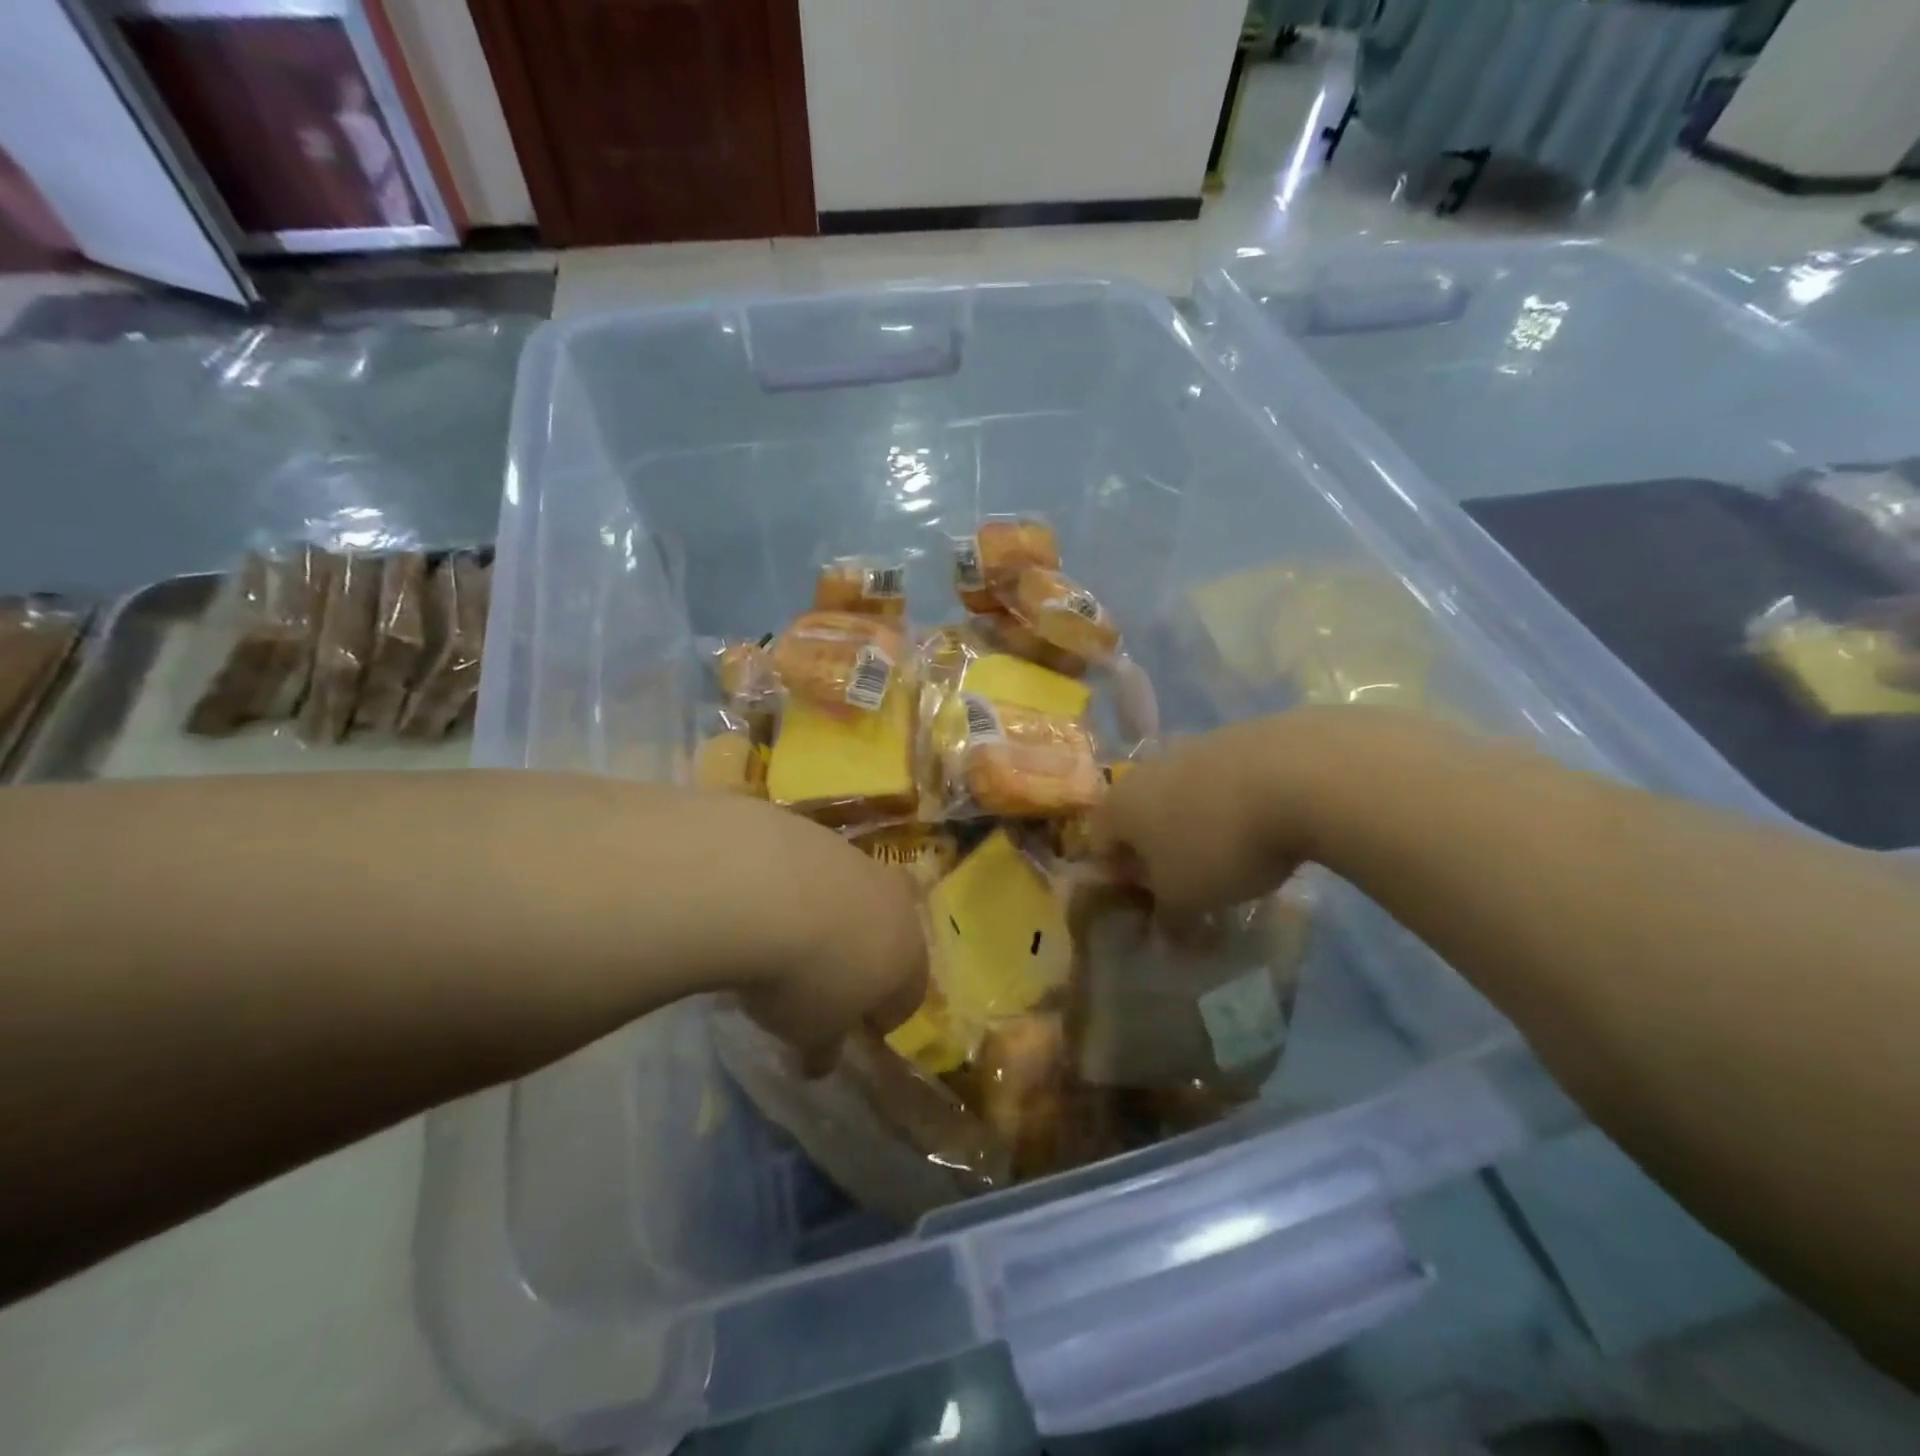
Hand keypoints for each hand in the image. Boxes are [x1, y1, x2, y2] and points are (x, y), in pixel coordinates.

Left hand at [711, 797, 929, 1070]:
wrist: (764, 887)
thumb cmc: (804, 977)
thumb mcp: (811, 1030)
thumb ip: (823, 1046)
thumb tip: (820, 1062)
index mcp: (908, 957)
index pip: (908, 997)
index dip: (881, 1017)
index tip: (850, 1029)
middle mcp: (894, 902)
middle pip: (889, 934)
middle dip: (865, 956)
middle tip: (825, 979)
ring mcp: (858, 860)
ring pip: (853, 894)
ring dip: (831, 915)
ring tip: (786, 938)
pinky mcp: (818, 831)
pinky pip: (815, 868)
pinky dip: (797, 885)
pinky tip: (763, 902)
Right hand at [1092, 717, 1315, 916]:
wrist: (1296, 775)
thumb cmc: (1218, 845)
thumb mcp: (1186, 899)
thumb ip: (1167, 918)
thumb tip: (1163, 937)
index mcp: (1118, 806)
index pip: (1099, 843)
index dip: (1119, 878)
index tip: (1150, 902)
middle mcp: (1146, 770)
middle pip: (1140, 815)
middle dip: (1158, 849)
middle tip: (1188, 881)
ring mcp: (1192, 747)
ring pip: (1182, 795)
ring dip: (1196, 824)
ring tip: (1233, 855)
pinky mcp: (1238, 737)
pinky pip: (1221, 781)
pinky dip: (1232, 804)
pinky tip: (1263, 825)